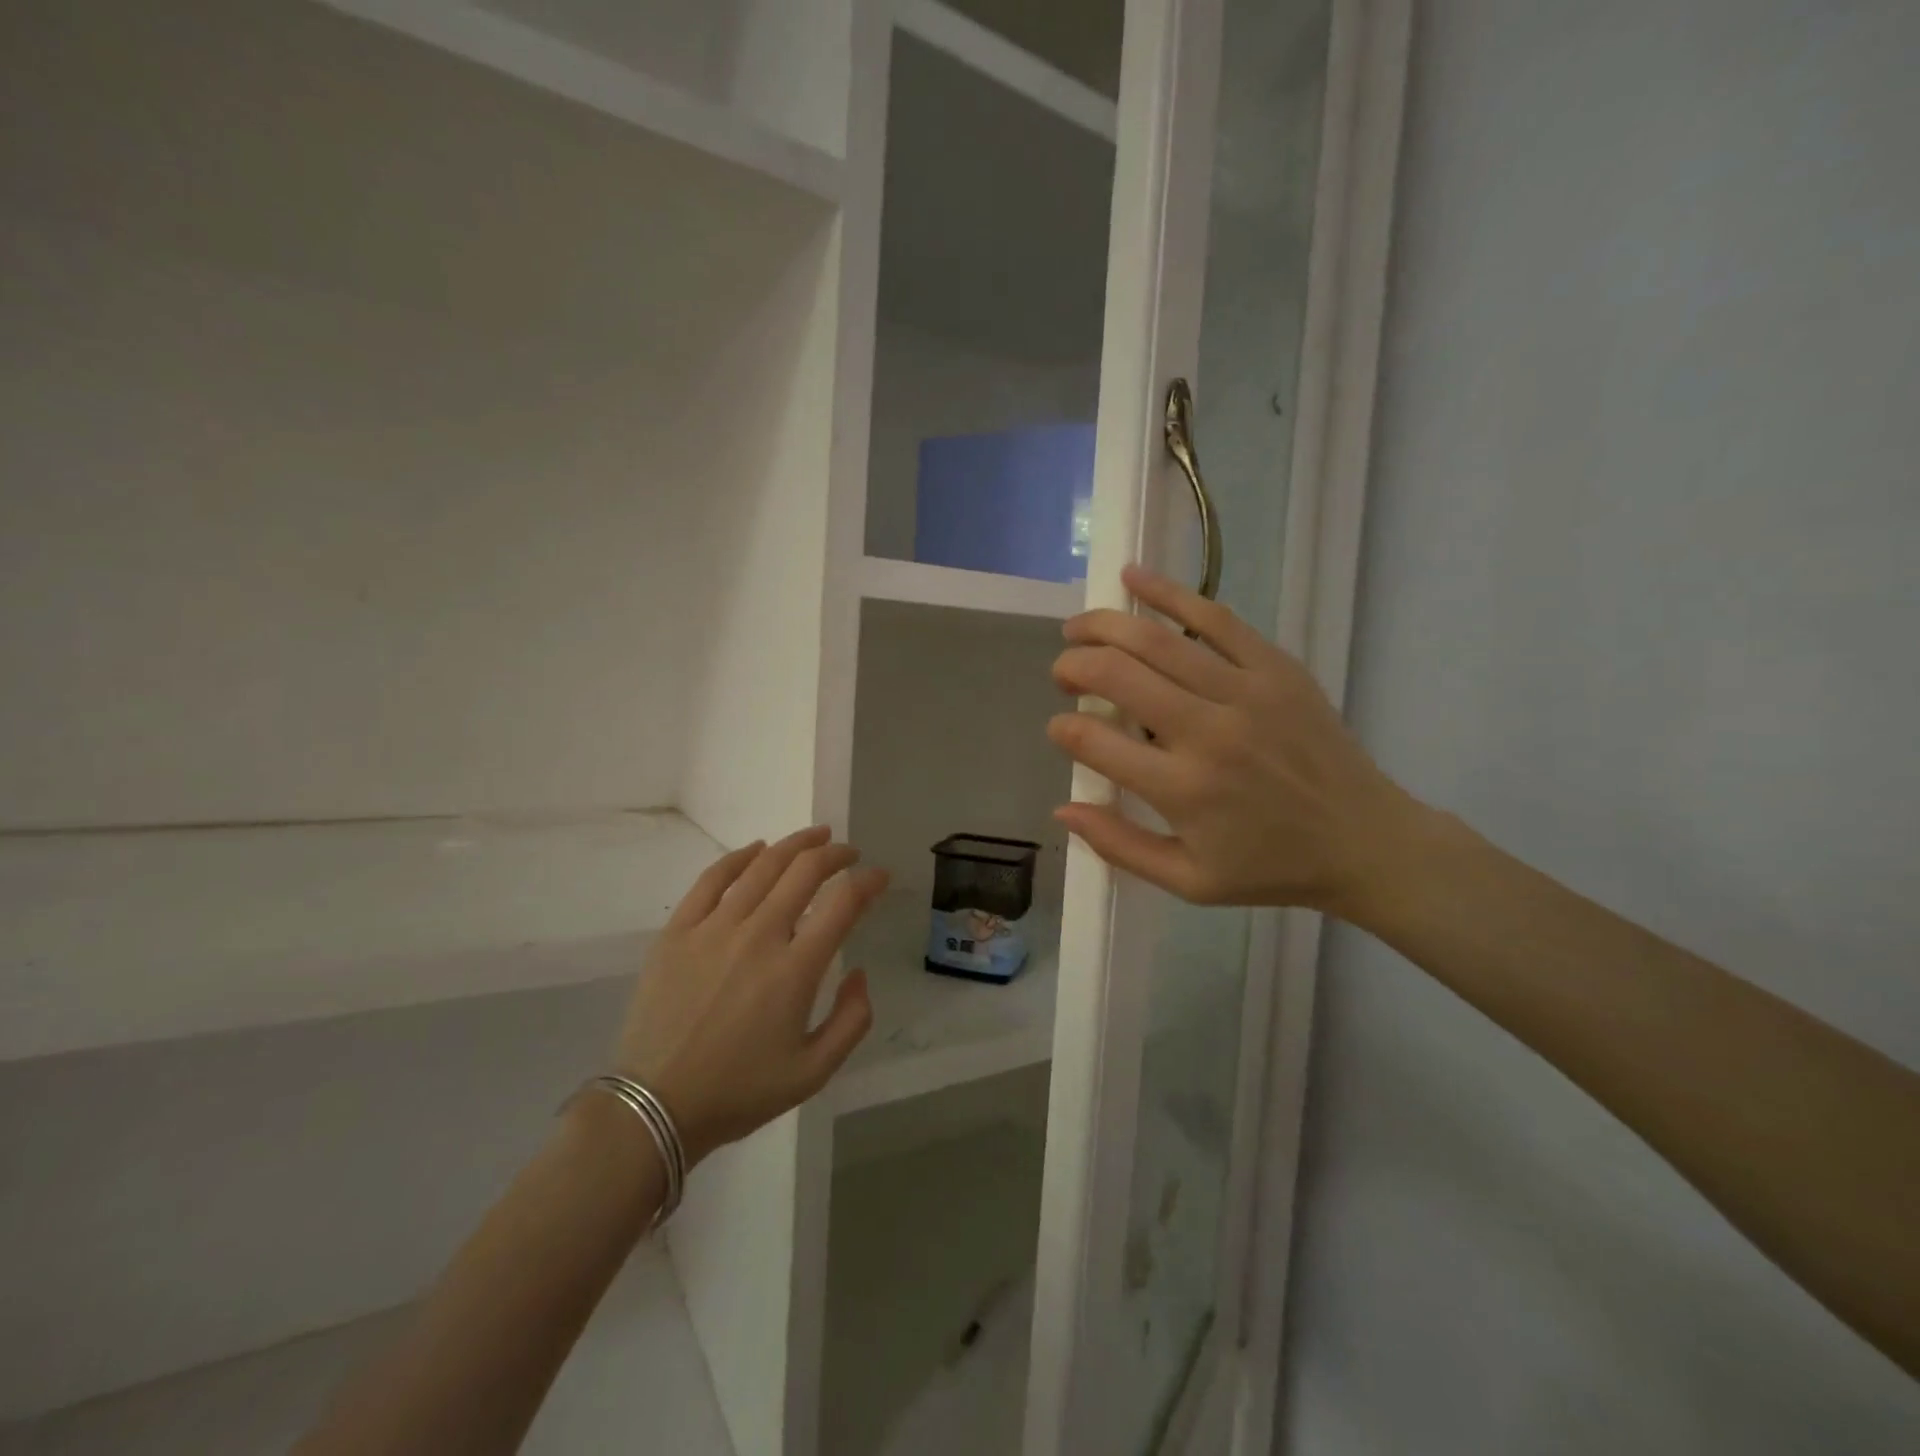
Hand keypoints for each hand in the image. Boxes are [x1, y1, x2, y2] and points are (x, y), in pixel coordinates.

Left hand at [616, 827, 886, 1163]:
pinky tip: (757, 849)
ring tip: (815, 837)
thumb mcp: (814, 1072)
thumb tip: (857, 972)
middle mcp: (758, 936)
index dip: (868, 882)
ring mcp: (714, 929)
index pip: (843, 903)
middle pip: (805, 872)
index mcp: (795, 970)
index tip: (879, 876)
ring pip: (762, 866)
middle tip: (848, 853)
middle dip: (835, 854)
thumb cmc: (739, 1092)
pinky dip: (740, 857)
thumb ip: (852, 1020)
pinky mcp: (678, 931)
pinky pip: (712, 879)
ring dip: (795, 845)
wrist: (654, 1106)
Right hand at [1047, 565, 1421, 913]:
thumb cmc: (1270, 867)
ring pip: (1156, 640)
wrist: (1364, 841)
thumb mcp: (1188, 881)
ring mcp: (1244, 692)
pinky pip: (1214, 618)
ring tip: (1077, 628)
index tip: (1061, 728)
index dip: (1063, 728)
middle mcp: (1207, 732)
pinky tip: (1132, 578)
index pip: (1093, 741)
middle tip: (1063, 674)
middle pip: (1116, 675)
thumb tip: (1062, 810)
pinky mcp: (1275, 667)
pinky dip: (1168, 593)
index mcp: (1181, 790)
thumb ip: (1119, 846)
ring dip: (1104, 626)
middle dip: (1073, 667)